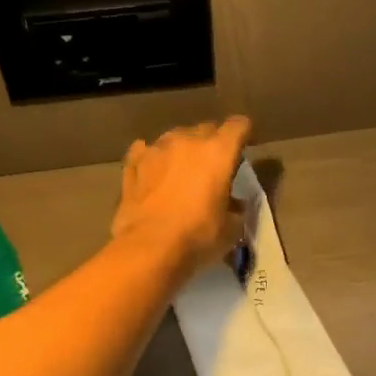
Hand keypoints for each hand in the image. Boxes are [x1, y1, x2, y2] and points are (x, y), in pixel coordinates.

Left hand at [110, 117, 251, 277]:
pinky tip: (153, 173)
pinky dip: (153, 159)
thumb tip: (234, 204)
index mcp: (217, 152)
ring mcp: (156, 149)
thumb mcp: (231, 229)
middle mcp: (187, 141)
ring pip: (174, 138)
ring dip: (181, 150)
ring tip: (181, 172)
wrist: (148, 248)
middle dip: (212, 144)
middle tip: (213, 168)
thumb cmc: (197, 237)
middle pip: (205, 129)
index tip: (244, 148)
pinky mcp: (132, 164)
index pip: (238, 126)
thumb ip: (236, 209)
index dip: (243, 134)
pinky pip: (145, 151)